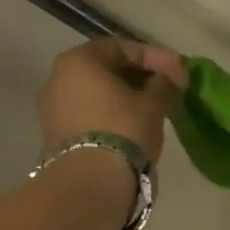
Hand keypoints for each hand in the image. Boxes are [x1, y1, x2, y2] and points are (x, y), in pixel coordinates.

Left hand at [39, 39, 186, 164]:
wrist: (91, 182)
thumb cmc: (124, 130)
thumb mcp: (153, 104)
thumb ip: (166, 84)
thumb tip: (176, 72)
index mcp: (79, 60)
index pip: (121, 47)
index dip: (153, 56)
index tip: (178, 69)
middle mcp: (57, 77)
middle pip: (104, 69)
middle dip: (137, 76)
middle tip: (165, 88)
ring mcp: (52, 108)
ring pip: (95, 93)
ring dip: (123, 97)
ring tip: (150, 110)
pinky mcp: (55, 135)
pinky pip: (88, 115)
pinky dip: (109, 115)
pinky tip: (130, 127)